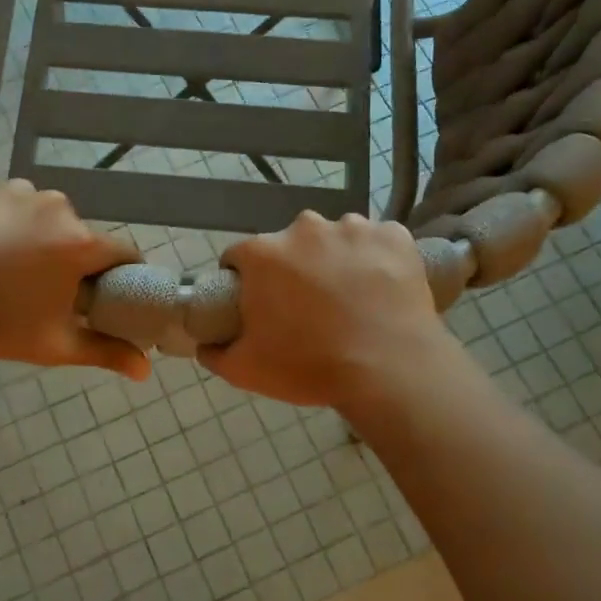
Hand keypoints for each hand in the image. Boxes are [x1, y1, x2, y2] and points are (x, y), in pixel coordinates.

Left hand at [0, 179, 149, 379]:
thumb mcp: (52, 344)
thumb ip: (104, 353)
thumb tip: (145, 371)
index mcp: (79, 241)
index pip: (123, 251)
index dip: (121, 273)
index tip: (106, 292)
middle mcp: (55, 205)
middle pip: (78, 233)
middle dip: (69, 257)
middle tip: (43, 288)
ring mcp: (16, 189)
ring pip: (42, 214)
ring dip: (35, 235)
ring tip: (4, 265)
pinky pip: (7, 201)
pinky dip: (3, 218)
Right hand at [199, 211, 457, 412]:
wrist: (389, 371)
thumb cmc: (310, 367)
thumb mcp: (245, 370)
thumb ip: (214, 352)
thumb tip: (204, 343)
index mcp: (263, 253)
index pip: (239, 257)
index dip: (244, 281)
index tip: (258, 305)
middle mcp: (305, 228)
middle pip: (289, 245)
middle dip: (292, 268)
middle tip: (307, 308)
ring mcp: (354, 228)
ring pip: (335, 239)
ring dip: (335, 260)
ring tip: (350, 299)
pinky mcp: (395, 236)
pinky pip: (378, 241)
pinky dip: (377, 258)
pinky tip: (382, 288)